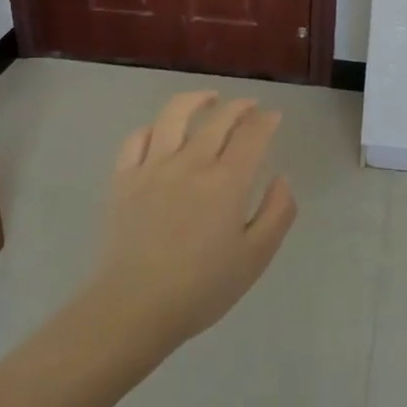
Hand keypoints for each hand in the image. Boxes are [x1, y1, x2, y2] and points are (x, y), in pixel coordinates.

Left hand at [85, 91, 298, 355]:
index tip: (274, 117)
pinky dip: (154, 127)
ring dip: (196, 100)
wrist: (134, 307)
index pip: (252, 135)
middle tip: (251, 107)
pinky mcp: (124, 179)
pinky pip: (137, 139)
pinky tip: (162, 131)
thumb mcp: (256, 257)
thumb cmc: (202, 288)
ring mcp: (153, 167)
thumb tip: (282, 179)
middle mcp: (191, 163)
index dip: (266, 121)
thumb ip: (278, 213)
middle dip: (240, 107)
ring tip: (209, 99)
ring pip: (174, 115)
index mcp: (228, 181)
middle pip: (219, 119)